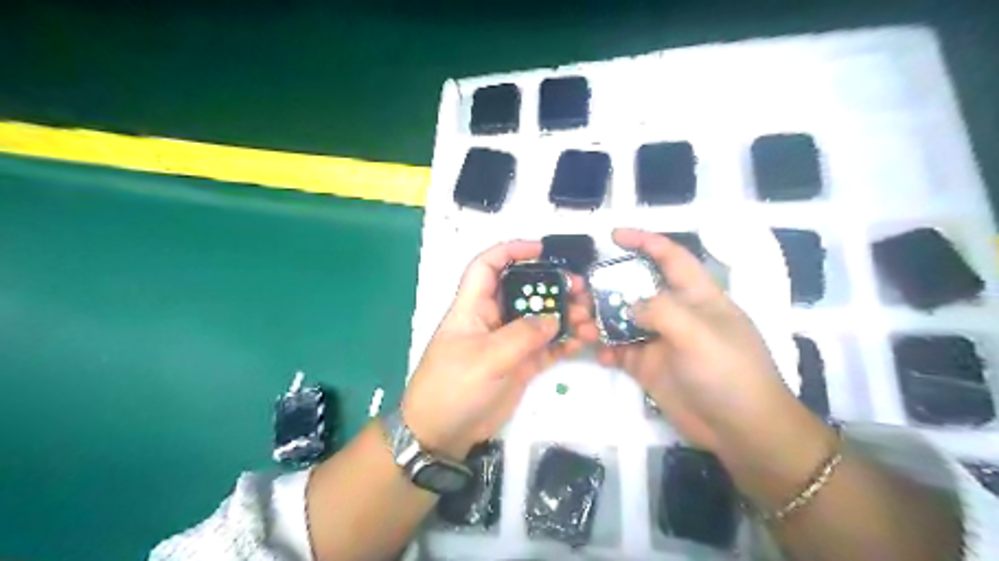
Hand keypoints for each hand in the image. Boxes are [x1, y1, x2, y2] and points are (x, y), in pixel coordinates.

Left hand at [401, 239, 600, 457]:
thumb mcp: (486, 358)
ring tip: (589, 318)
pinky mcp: (521, 364)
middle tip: (581, 288)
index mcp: (473, 307)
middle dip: (552, 285)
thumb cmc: (453, 387)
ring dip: (565, 315)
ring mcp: (508, 342)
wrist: (443, 433)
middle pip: (524, 290)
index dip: (510, 250)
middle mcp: (493, 319)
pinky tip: (583, 341)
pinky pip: (547, 346)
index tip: (542, 249)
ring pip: (540, 318)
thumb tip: (554, 319)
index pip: (486, 266)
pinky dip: (565, 341)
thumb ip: (522, 336)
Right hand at [596, 227, 823, 456]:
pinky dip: (606, 349)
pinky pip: (621, 350)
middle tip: (580, 291)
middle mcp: (676, 313)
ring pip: (623, 320)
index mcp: (696, 295)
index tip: (613, 236)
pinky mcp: (649, 367)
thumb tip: (629, 306)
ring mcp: (660, 341)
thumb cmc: (729, 372)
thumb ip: (661, 311)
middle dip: (608, 286)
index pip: (670, 257)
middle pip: (636, 288)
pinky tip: (598, 354)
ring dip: (600, 320)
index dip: (644, 242)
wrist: (741, 430)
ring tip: (580, 325)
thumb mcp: (698, 333)